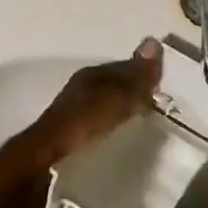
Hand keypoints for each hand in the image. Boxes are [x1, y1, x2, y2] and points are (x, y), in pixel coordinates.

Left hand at [0, 40, 162, 207]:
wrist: (40, 166)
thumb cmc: (80, 126)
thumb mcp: (113, 99)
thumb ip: (135, 77)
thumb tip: (154, 41)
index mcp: (91, 76)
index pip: (124, 68)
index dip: (145, 76)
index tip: (166, 91)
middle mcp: (81, 91)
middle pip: (115, 89)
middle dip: (136, 97)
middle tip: (161, 114)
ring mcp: (73, 117)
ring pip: (107, 110)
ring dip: (124, 117)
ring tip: (146, 135)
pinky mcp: (69, 143)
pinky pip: (99, 132)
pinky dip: (113, 135)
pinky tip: (122, 150)